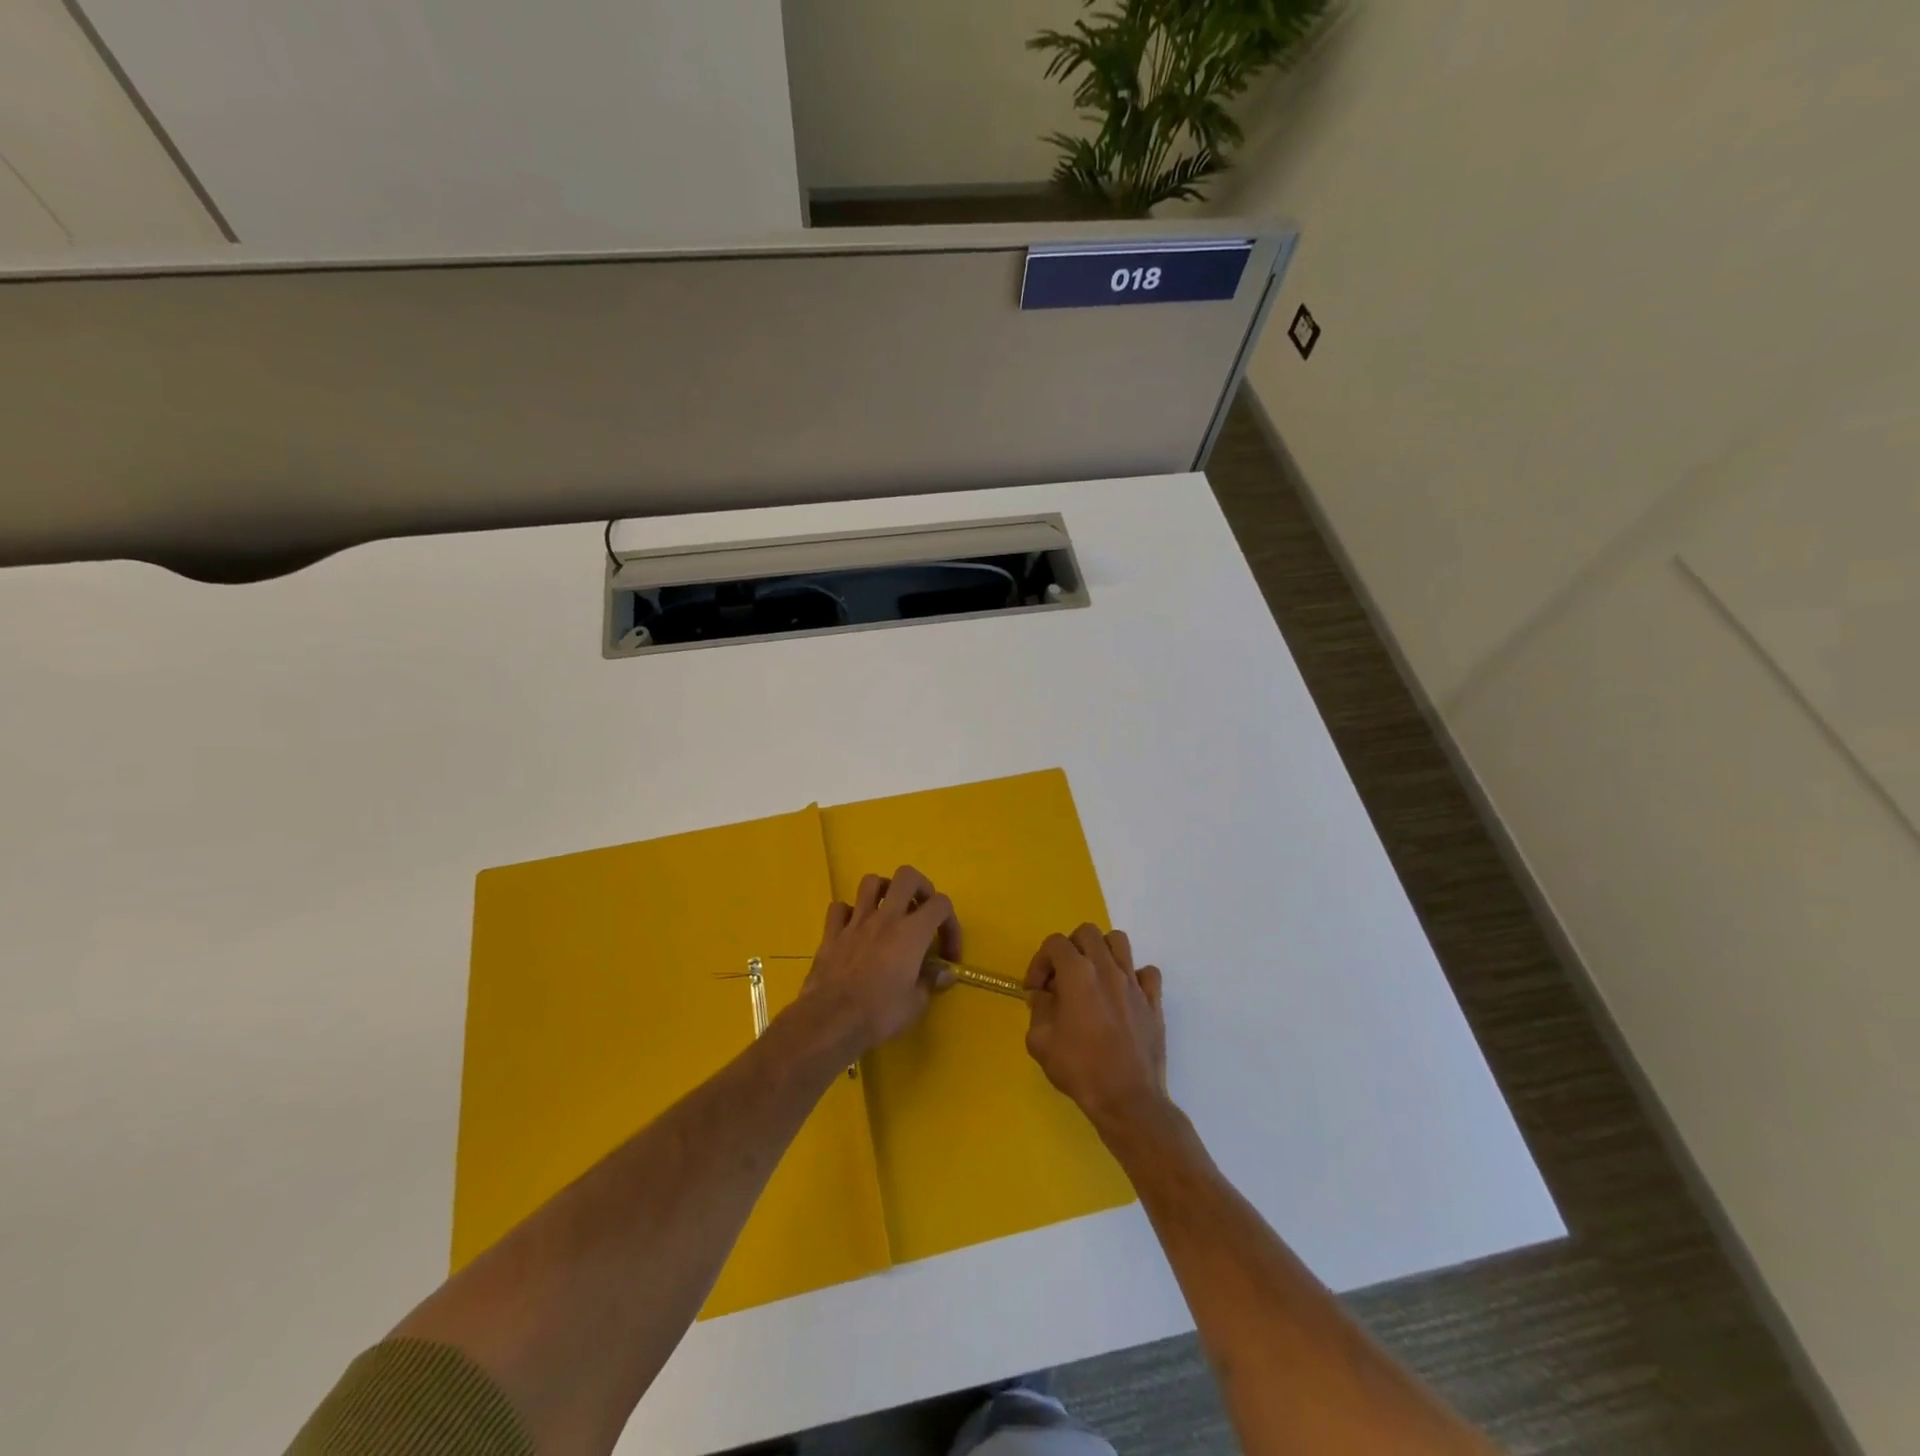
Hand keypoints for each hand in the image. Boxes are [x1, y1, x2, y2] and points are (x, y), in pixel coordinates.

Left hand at [800, 866, 959, 1056]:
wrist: (831, 1022)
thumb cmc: (879, 1014)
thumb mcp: (916, 1004)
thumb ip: (932, 981)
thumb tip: (945, 973)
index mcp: (911, 932)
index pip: (941, 904)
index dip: (951, 924)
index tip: (947, 954)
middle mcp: (885, 918)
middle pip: (907, 876)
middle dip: (920, 887)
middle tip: (922, 911)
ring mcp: (855, 922)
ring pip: (871, 882)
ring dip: (884, 891)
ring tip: (889, 911)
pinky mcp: (831, 934)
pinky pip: (839, 908)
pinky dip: (849, 913)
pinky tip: (855, 929)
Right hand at [1024, 925, 1166, 1134]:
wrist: (1127, 1100)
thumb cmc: (1080, 1069)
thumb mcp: (1040, 1042)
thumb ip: (1038, 1010)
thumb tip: (1042, 996)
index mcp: (1077, 973)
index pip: (1055, 943)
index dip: (1039, 962)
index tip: (1035, 990)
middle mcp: (1107, 968)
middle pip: (1087, 933)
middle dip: (1069, 949)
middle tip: (1062, 979)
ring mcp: (1134, 983)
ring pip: (1119, 942)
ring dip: (1101, 953)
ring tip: (1092, 978)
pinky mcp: (1154, 1001)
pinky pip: (1147, 973)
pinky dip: (1134, 977)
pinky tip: (1123, 996)